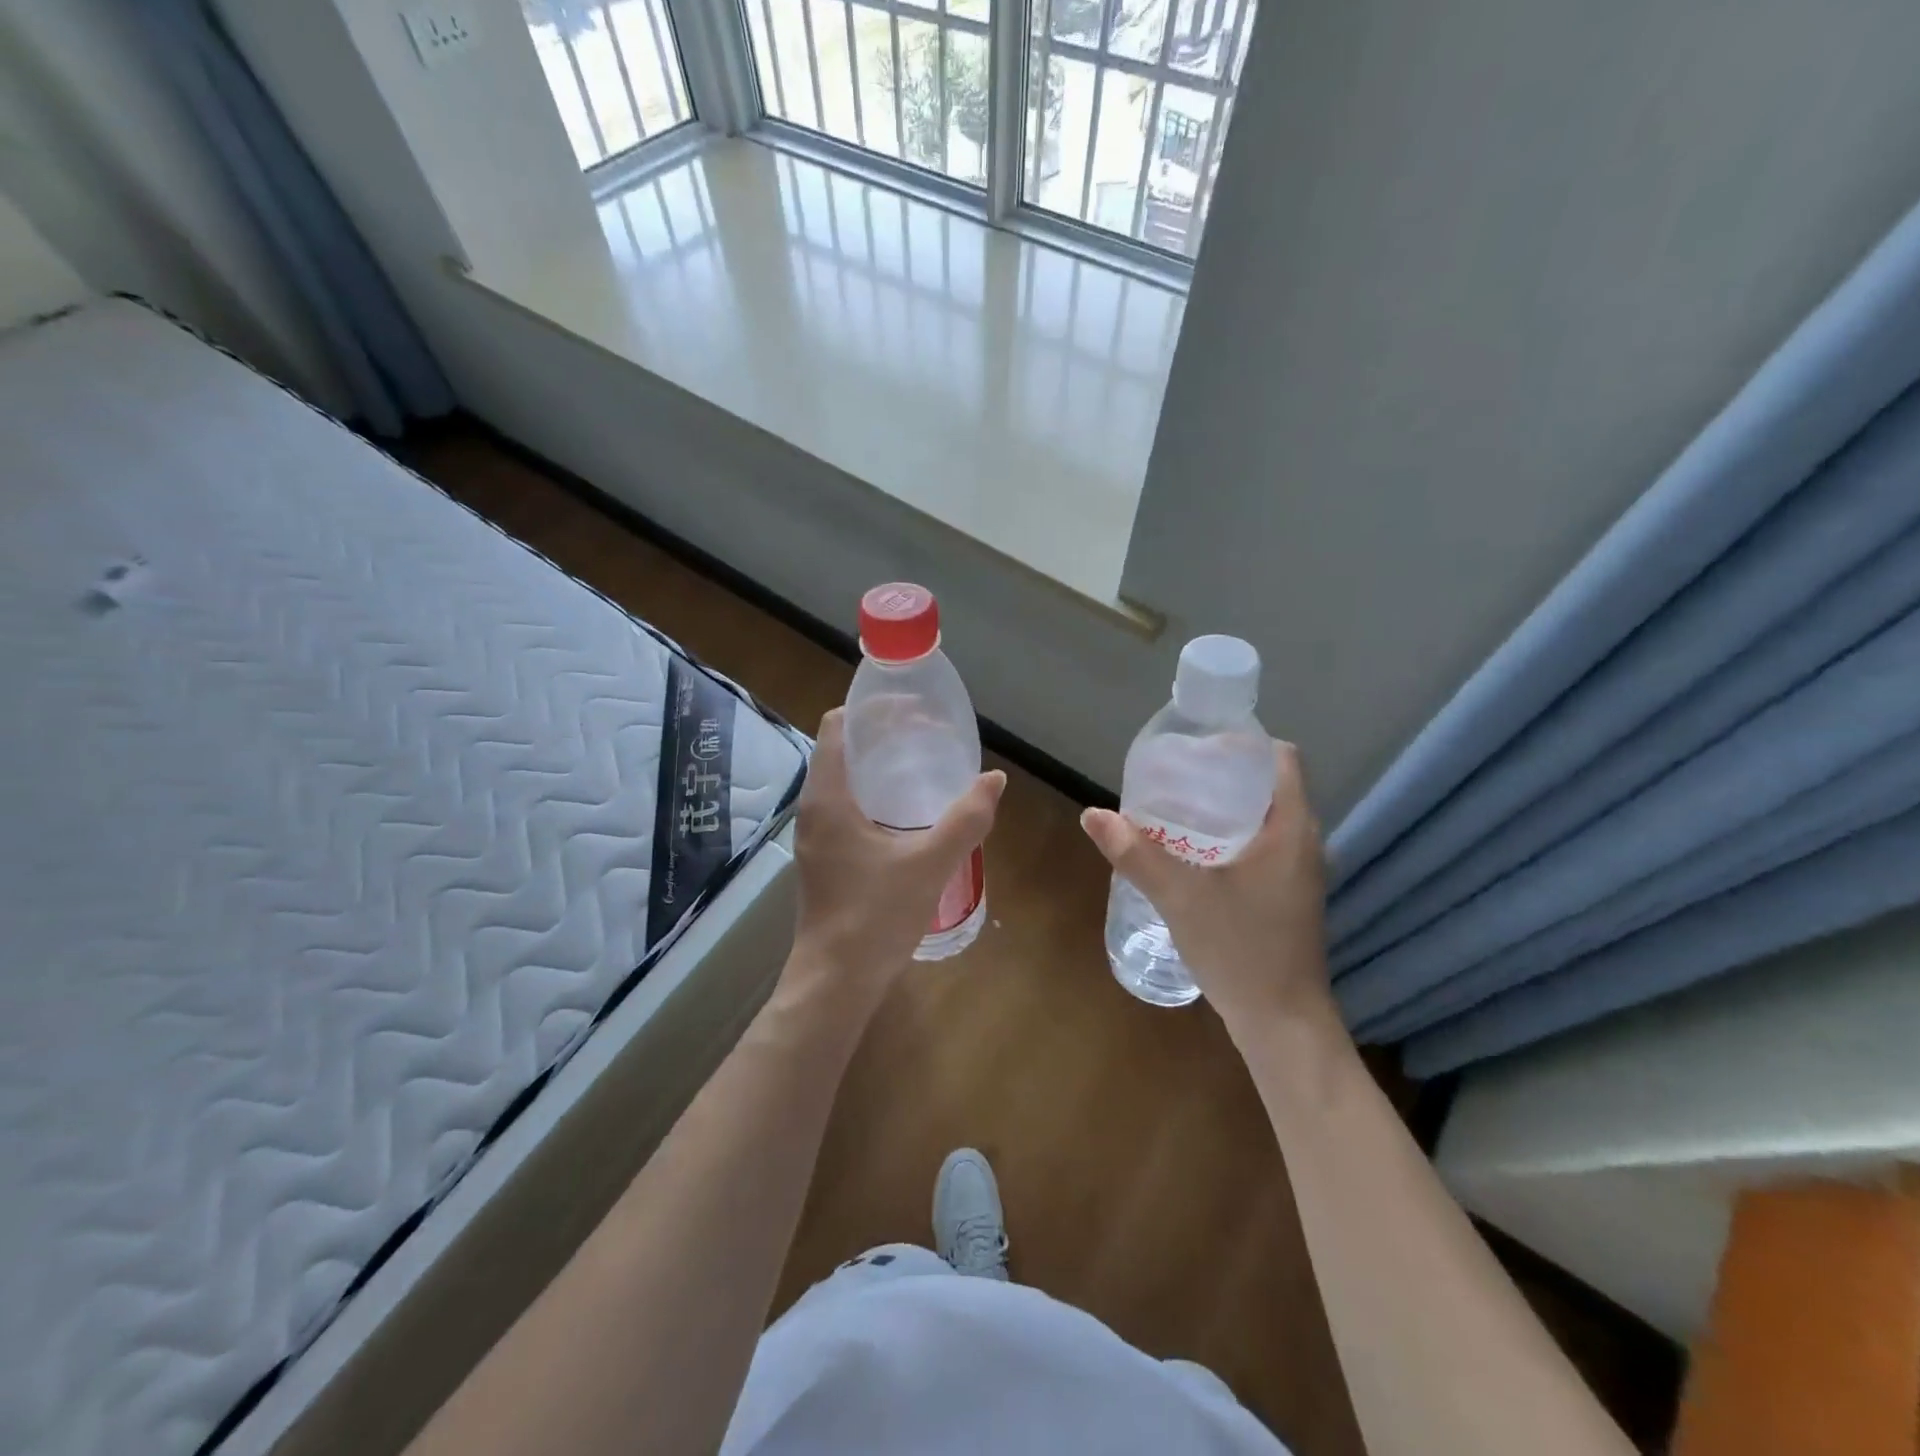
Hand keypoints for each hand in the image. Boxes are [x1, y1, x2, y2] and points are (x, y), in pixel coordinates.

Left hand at [783, 709, 1005, 1013]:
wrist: (835, 983)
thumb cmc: (875, 917)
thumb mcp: (929, 863)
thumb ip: (965, 819)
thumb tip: (994, 779)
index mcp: (828, 797)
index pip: (838, 726)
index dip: (873, 709)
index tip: (914, 710)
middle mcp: (814, 808)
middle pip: (843, 749)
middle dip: (884, 735)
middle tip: (929, 735)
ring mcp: (817, 835)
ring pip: (845, 780)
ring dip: (880, 767)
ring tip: (925, 766)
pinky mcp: (825, 858)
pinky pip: (848, 807)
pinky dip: (876, 795)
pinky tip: (910, 813)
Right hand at [1080, 742, 1332, 1035]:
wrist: (1282, 1024)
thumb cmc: (1241, 950)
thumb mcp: (1181, 898)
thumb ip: (1136, 855)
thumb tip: (1092, 815)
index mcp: (1291, 829)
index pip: (1282, 759)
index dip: (1243, 744)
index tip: (1197, 749)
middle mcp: (1304, 842)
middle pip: (1269, 785)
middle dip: (1223, 774)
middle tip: (1174, 777)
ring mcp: (1299, 872)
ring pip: (1265, 817)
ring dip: (1226, 807)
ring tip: (1176, 808)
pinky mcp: (1289, 895)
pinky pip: (1263, 845)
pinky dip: (1231, 836)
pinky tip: (1194, 852)